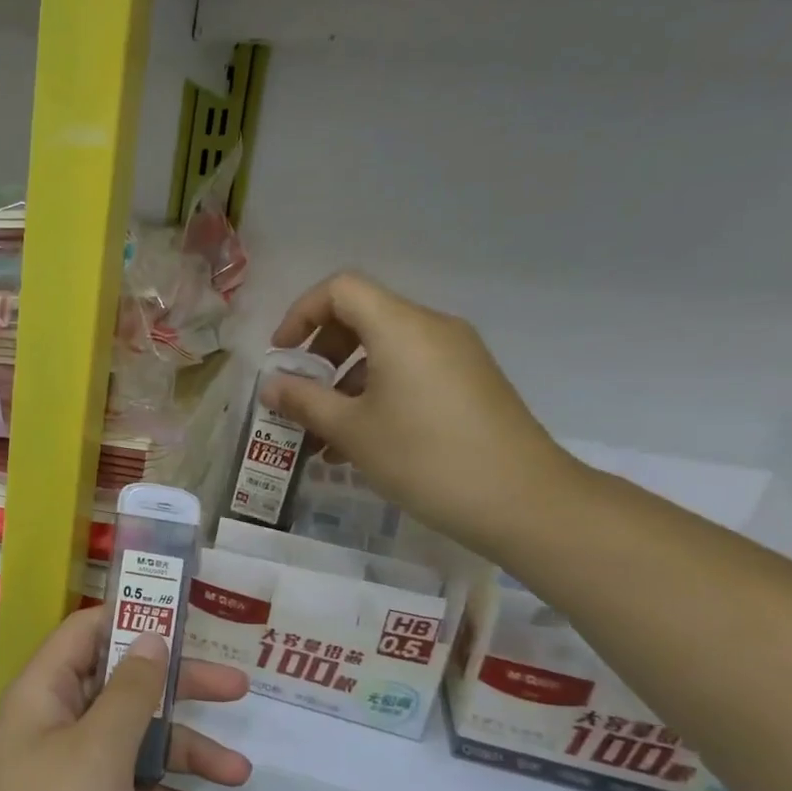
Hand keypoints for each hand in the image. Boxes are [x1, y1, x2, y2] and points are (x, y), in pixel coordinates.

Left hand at [0, 607, 250, 790]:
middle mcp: (51, 724)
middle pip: (120, 688)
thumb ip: (131, 691)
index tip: (185, 621)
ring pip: (130, 745)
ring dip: (181, 757)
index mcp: (43, 693)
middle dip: (177, 690)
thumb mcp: (101, 750)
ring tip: (237, 775)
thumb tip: (149, 637)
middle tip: (236, 688)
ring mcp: (63, 775)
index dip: (131, 619)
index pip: (86, 632)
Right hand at [264, 271, 573, 556]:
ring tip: (321, 435)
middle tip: (299, 396)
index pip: (340, 290)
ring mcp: (455, 356)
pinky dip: (375, 394)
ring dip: (344, 383)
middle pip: (362, 317)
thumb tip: (270, 385)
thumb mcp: (351, 431)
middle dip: (321, 354)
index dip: (301, 314)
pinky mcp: (468, 383)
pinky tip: (358, 443)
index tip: (282, 357)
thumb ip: (304, 401)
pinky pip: (409, 373)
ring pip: (384, 351)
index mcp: (401, 327)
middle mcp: (431, 328)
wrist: (521, 500)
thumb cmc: (424, 457)